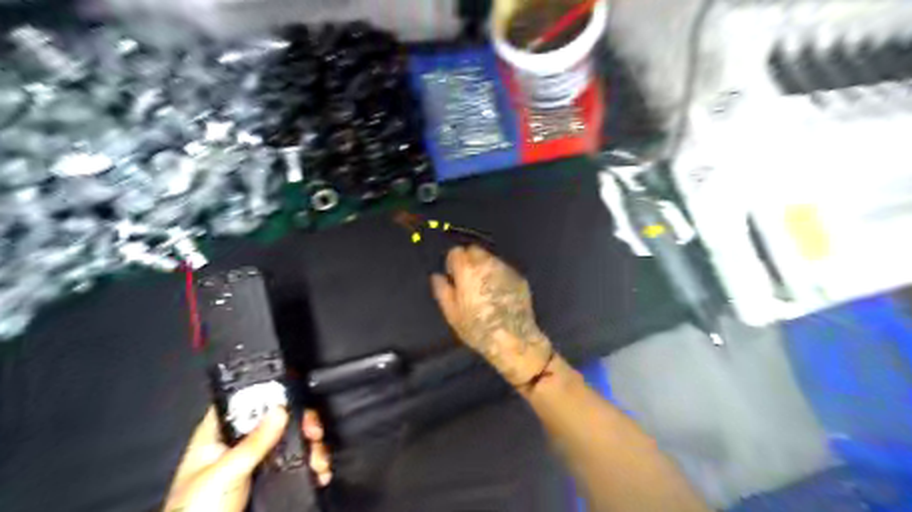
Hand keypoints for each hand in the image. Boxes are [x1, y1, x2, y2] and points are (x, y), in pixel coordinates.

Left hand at [161, 408, 332, 511]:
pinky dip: (312, 463)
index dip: (269, 393)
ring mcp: (256, 463)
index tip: (293, 397)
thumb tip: (280, 409)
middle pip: (276, 419)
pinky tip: (319, 469)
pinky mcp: (270, 480)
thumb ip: (253, 442)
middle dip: (301, 423)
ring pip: (291, 441)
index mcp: (217, 436)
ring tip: (319, 459)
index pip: (244, 401)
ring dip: (311, 445)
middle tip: (313, 431)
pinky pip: (297, 463)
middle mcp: (239, 445)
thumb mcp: (224, 474)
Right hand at [431, 246, 552, 386]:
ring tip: (484, 288)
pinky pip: (504, 270)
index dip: (452, 263)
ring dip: (484, 267)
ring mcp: (505, 269)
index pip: (456, 251)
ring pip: (490, 259)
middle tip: (467, 280)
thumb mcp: (452, 313)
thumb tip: (437, 277)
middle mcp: (487, 264)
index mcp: (467, 270)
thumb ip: (442, 290)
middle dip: (469, 261)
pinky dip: (498, 276)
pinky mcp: (519, 278)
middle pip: (474, 250)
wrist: (514, 339)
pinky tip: (499, 293)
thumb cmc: (478, 328)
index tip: (453, 275)